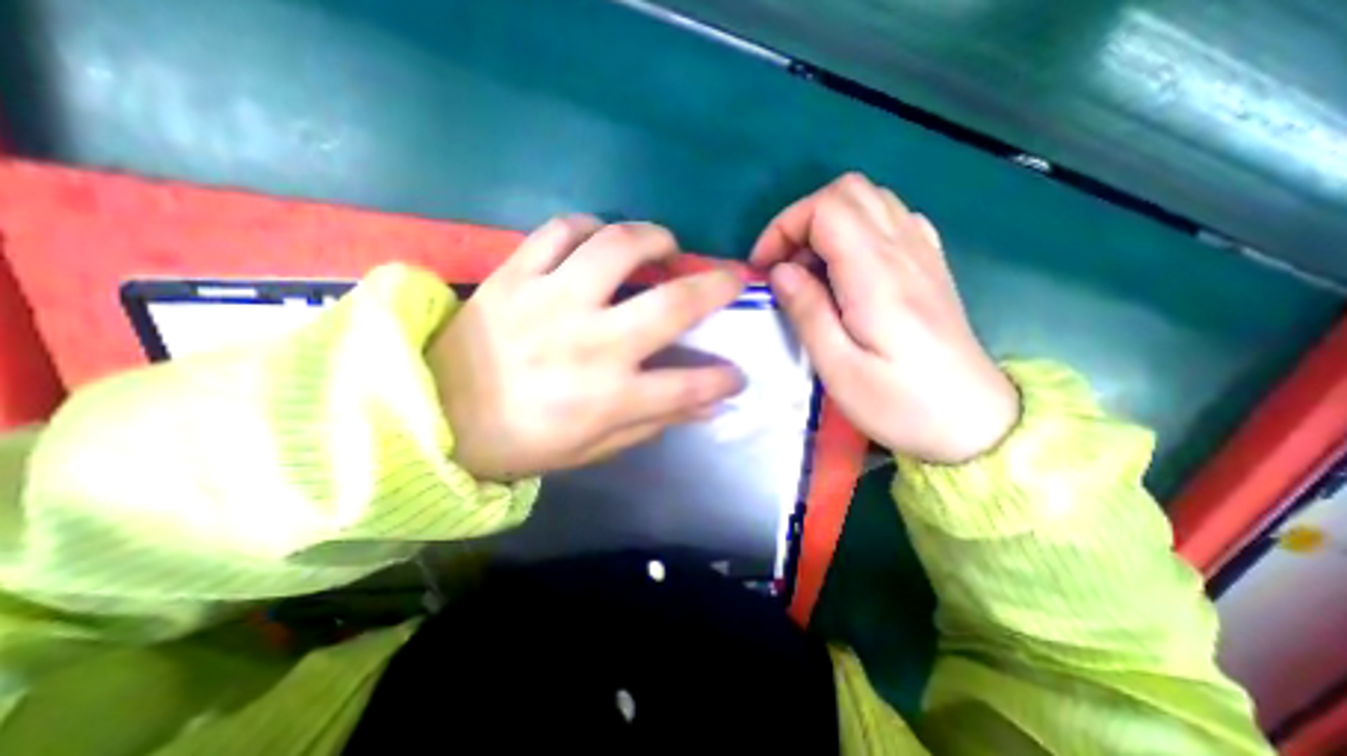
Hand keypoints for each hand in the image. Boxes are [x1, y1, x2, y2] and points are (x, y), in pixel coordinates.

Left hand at [430, 217, 747, 480]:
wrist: (436, 415)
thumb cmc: (523, 442)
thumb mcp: (594, 448)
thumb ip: (653, 423)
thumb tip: (707, 406)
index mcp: (609, 396)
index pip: (688, 386)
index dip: (723, 380)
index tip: (737, 373)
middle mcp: (590, 343)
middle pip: (672, 304)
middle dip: (716, 287)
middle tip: (731, 278)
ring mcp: (551, 302)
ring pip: (617, 246)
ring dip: (654, 238)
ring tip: (665, 245)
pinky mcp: (515, 276)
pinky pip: (560, 231)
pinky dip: (589, 227)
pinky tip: (600, 238)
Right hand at [746, 172, 1020, 463]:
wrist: (974, 422)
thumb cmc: (899, 403)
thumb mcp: (838, 368)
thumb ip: (808, 312)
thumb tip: (781, 272)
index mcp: (877, 276)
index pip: (828, 209)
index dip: (785, 226)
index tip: (765, 266)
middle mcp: (905, 250)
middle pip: (849, 191)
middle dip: (803, 219)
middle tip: (784, 264)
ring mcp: (924, 254)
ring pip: (871, 200)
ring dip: (828, 224)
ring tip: (810, 270)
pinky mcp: (930, 266)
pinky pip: (892, 220)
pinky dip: (857, 231)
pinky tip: (847, 270)